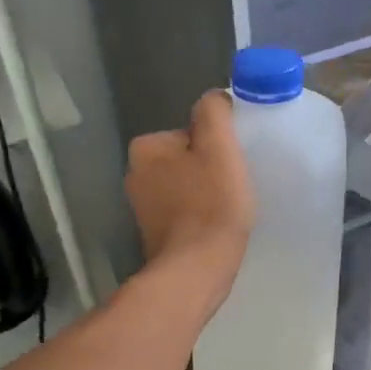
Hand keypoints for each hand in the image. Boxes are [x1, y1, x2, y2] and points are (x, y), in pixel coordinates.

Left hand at [125, 89, 254, 312]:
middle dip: (210, 169)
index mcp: (146, 147)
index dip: (217, 146)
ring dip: (207, 193)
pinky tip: (217, 228)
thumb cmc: (211, 204)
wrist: (196, 270)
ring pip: (186, 186)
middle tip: (235, 186)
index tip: (233, 164)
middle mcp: (135, 174)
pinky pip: (184, 213)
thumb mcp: (219, 146)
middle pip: (188, 158)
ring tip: (229, 210)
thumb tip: (215, 99)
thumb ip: (214, 112)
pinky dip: (200, 216)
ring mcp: (142, 208)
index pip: (191, 132)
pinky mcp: (154, 235)